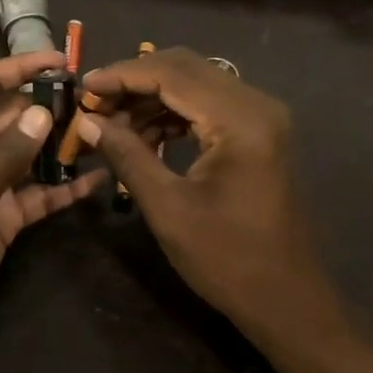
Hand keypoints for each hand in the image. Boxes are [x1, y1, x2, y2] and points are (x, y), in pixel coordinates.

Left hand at [0, 52, 105, 353]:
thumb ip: (9, 153)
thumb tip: (42, 112)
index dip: (20, 67)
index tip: (61, 60)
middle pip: (10, 115)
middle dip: (46, 106)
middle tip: (94, 100)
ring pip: (26, 153)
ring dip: (58, 145)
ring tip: (102, 133)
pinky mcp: (0, 216)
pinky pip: (35, 193)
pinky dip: (61, 188)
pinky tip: (96, 181)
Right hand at [76, 48, 330, 335]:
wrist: (289, 303)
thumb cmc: (228, 260)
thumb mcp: (168, 208)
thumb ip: (127, 154)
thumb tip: (87, 120)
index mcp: (240, 119)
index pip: (171, 74)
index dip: (122, 75)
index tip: (83, 87)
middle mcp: (255, 105)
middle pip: (184, 68)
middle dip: (134, 81)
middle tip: (95, 104)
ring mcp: (260, 117)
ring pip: (194, 83)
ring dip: (151, 97)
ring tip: (113, 124)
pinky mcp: (257, 132)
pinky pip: (207, 103)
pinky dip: (172, 112)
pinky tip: (144, 135)